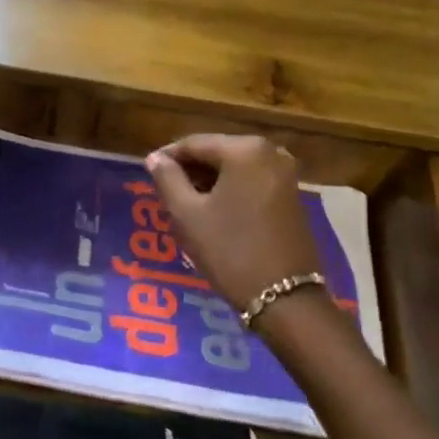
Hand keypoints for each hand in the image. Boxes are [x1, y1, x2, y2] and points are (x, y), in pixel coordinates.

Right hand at [143, 135, 324, 315]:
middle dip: (189, 170)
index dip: (166, 157)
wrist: (284, 295)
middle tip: (164, 192)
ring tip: (184, 204)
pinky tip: (212, 211)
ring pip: (233, 168)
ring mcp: (285, 173)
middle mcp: (270, 152)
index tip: (147, 173)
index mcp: (244, 150)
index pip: (193, 143)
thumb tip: (155, 158)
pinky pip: (250, 181)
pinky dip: (229, 190)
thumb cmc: (229, 249)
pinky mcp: (291, 194)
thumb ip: (167, 179)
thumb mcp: (187, 214)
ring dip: (207, 181)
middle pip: (216, 152)